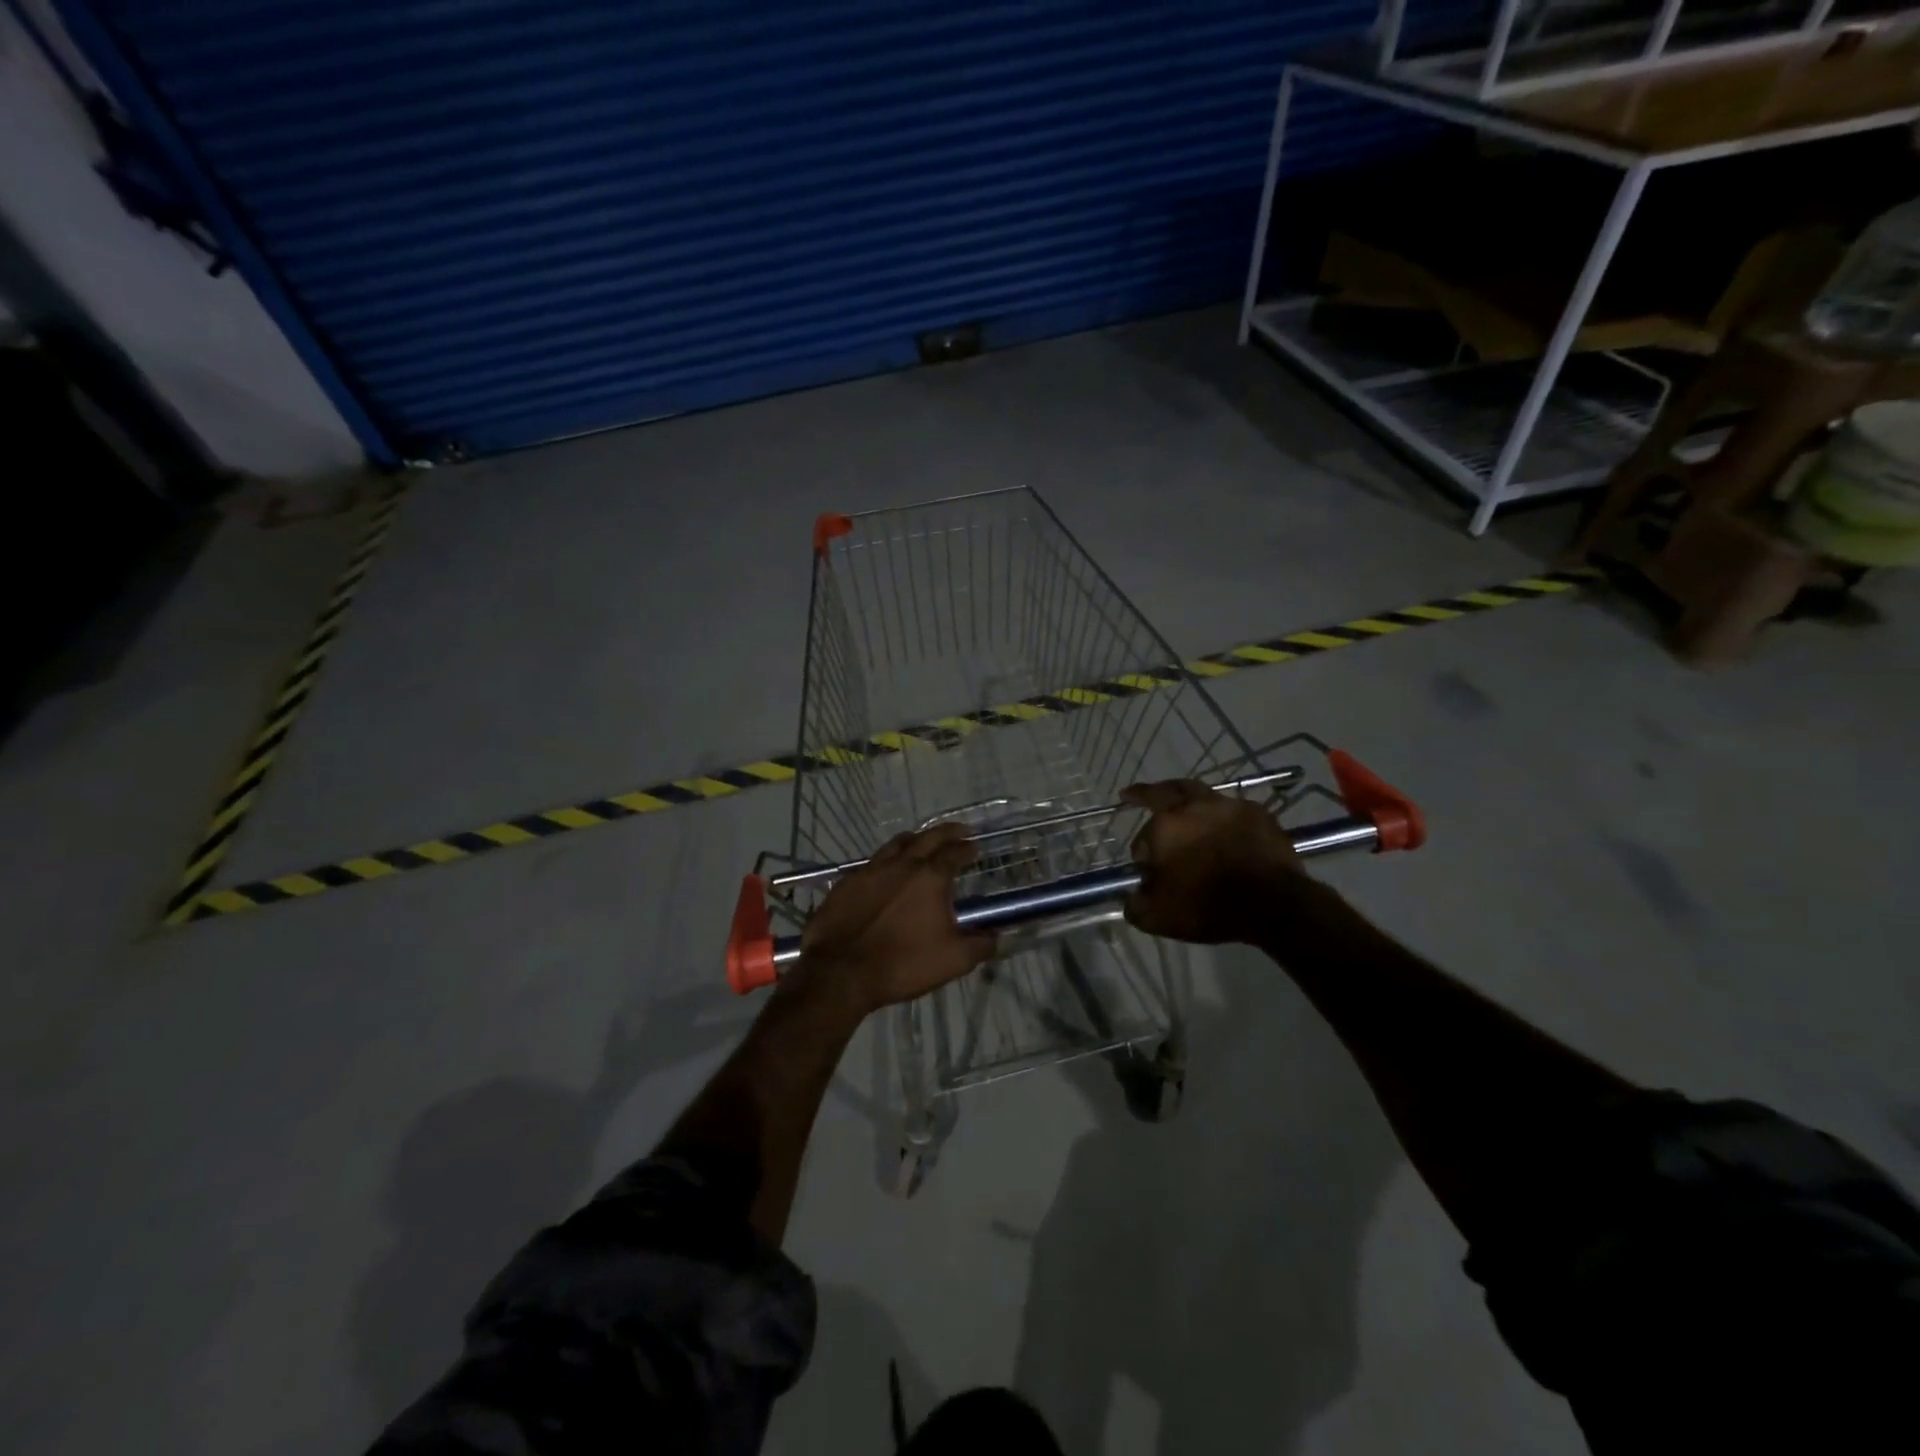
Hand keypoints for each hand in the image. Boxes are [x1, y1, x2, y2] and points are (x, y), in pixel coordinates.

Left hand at [793, 822, 996, 1013]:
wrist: (840, 972)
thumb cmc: (902, 964)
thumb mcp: (954, 960)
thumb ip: (980, 945)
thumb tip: (996, 935)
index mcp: (930, 877)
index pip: (955, 853)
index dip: (967, 848)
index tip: (974, 847)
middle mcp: (902, 864)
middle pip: (928, 837)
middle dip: (947, 832)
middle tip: (959, 831)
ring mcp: (870, 870)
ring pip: (897, 843)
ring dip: (915, 840)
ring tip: (922, 843)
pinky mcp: (847, 882)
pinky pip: (872, 863)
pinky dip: (886, 861)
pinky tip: (886, 872)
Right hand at [1121, 780, 1305, 943]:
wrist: (1273, 904)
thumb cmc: (1209, 907)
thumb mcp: (1159, 918)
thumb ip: (1136, 906)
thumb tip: (1132, 897)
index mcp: (1164, 827)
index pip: (1142, 837)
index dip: (1142, 853)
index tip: (1148, 870)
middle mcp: (1192, 807)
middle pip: (1164, 790)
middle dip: (1145, 793)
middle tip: (1133, 794)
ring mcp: (1227, 806)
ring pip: (1199, 793)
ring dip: (1185, 799)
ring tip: (1183, 808)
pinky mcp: (1257, 812)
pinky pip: (1231, 808)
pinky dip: (1221, 815)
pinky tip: (1223, 827)